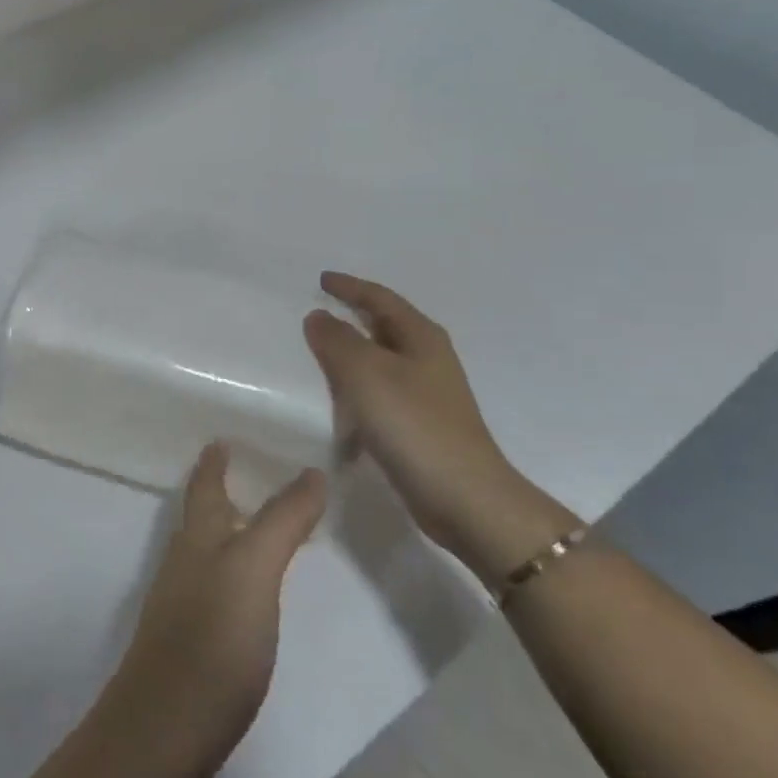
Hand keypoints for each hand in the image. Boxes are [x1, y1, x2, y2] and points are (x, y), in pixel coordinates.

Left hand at [94, 445, 326, 777]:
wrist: (162, 733)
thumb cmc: (211, 641)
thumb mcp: (253, 570)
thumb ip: (281, 522)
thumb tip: (312, 471)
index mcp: (197, 538)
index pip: (205, 486)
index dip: (214, 461)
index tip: (222, 437)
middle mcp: (185, 563)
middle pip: (201, 516)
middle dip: (221, 491)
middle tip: (251, 473)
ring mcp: (184, 606)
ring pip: (207, 553)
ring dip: (230, 532)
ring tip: (260, 525)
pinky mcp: (192, 646)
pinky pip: (216, 590)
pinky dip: (235, 575)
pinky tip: (252, 594)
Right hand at [303, 272, 573, 581]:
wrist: (463, 497)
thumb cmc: (413, 424)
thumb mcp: (365, 373)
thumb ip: (336, 340)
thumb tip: (318, 316)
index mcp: (420, 337)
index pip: (380, 298)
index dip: (349, 287)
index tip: (321, 280)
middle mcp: (427, 359)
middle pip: (383, 326)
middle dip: (350, 318)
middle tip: (314, 314)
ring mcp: (426, 394)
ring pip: (379, 362)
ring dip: (350, 356)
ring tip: (315, 357)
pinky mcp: (418, 425)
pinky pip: (378, 394)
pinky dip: (355, 390)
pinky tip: (336, 405)